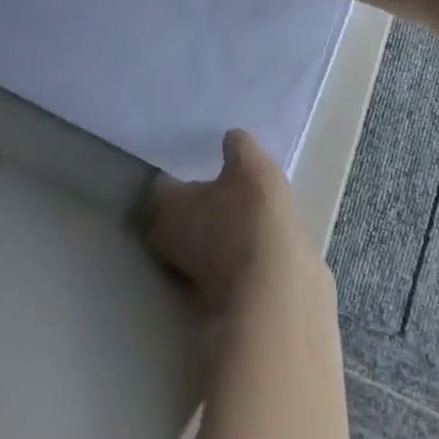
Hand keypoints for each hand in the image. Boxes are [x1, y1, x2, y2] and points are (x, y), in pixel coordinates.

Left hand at [146, 131, 318, 315]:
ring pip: (197, 245)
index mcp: (169, 208)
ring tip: (240, 212)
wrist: (275, 289)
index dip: (179, 172)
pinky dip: (232, 255)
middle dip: (192, 205)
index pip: (163, 184)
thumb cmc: (251, 215)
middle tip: (217, 187)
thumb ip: (237, 146)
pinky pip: (221, 266)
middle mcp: (171, 245)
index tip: (198, 163)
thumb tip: (230, 139)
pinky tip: (253, 241)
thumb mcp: (250, 164)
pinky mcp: (219, 299)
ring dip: (213, 232)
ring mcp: (193, 277)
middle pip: (174, 219)